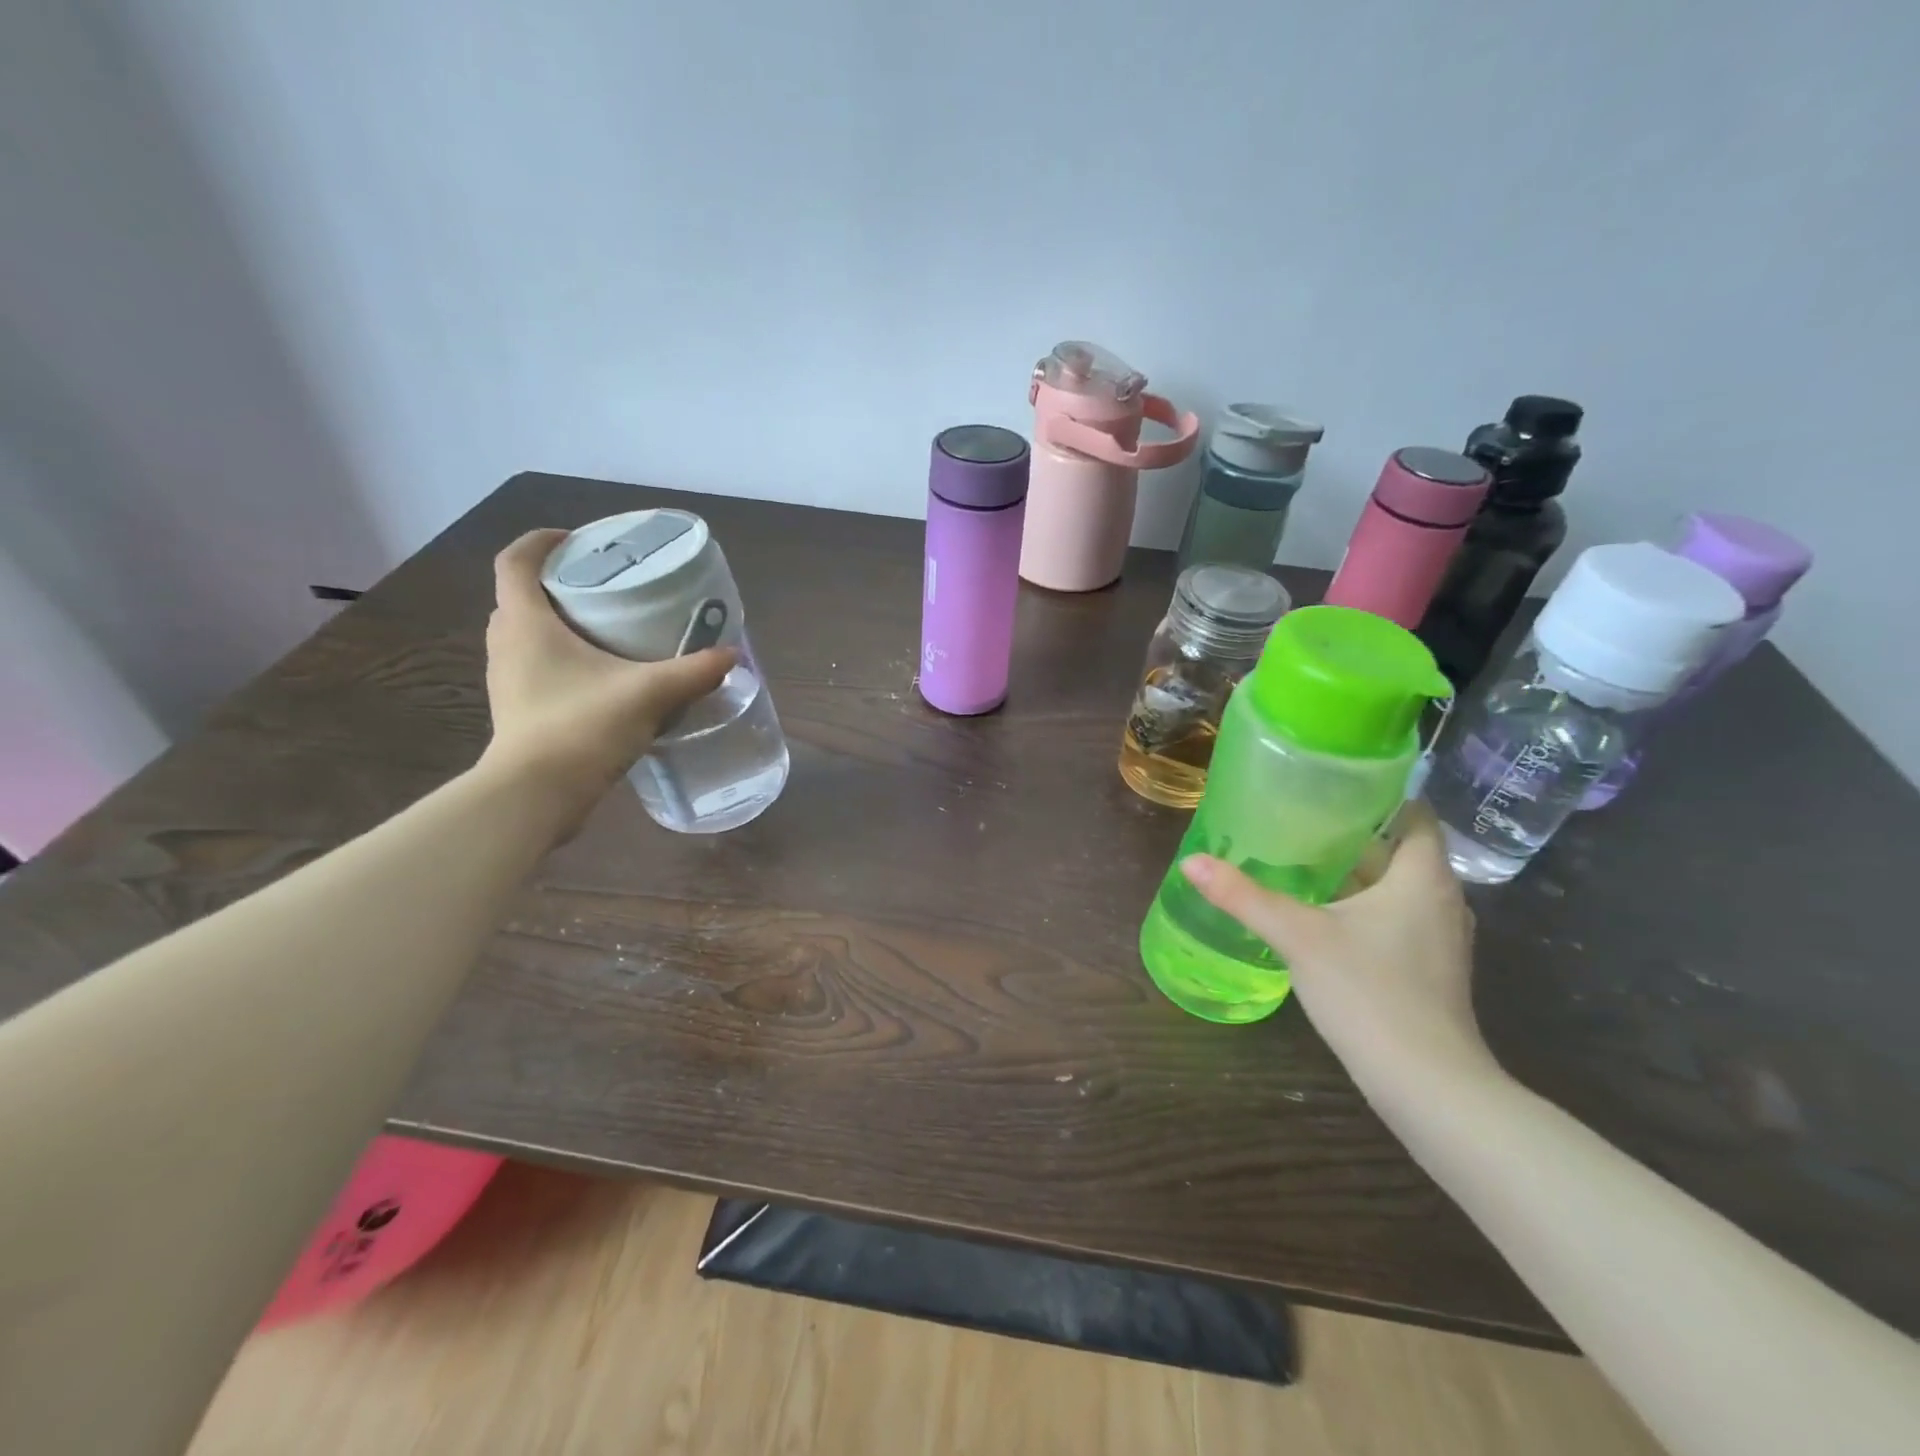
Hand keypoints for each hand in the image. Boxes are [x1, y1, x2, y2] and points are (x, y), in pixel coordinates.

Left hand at [478, 529, 734, 819]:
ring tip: (607, 631)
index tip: (577, 539)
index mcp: (526, 623)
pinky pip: (537, 668)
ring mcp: (508, 680)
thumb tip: (732, 656)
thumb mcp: (649, 694)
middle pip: (521, 597)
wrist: (536, 796)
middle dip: (558, 585)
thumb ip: (694, 672)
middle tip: (603, 587)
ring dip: (559, 625)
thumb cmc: (582, 727)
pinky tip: (602, 679)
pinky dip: (564, 661)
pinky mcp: (518, 710)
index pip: (516, 561)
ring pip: (528, 635)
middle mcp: (507, 645)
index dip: (541, 541)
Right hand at [1179, 804, 1502, 1097]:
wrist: (1428, 1085)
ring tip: (1300, 864)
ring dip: (1354, 876)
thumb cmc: (1369, 992)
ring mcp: (1440, 939)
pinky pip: (1395, 920)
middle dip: (1350, 837)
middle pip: (1398, 851)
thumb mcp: (1297, 936)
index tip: (1329, 791)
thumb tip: (1190, 861)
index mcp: (1422, 877)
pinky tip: (1320, 918)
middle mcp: (1441, 900)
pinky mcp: (1429, 970)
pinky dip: (1362, 909)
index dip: (1378, 797)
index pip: (1415, 814)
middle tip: (1296, 824)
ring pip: (1395, 889)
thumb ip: (1243, 896)